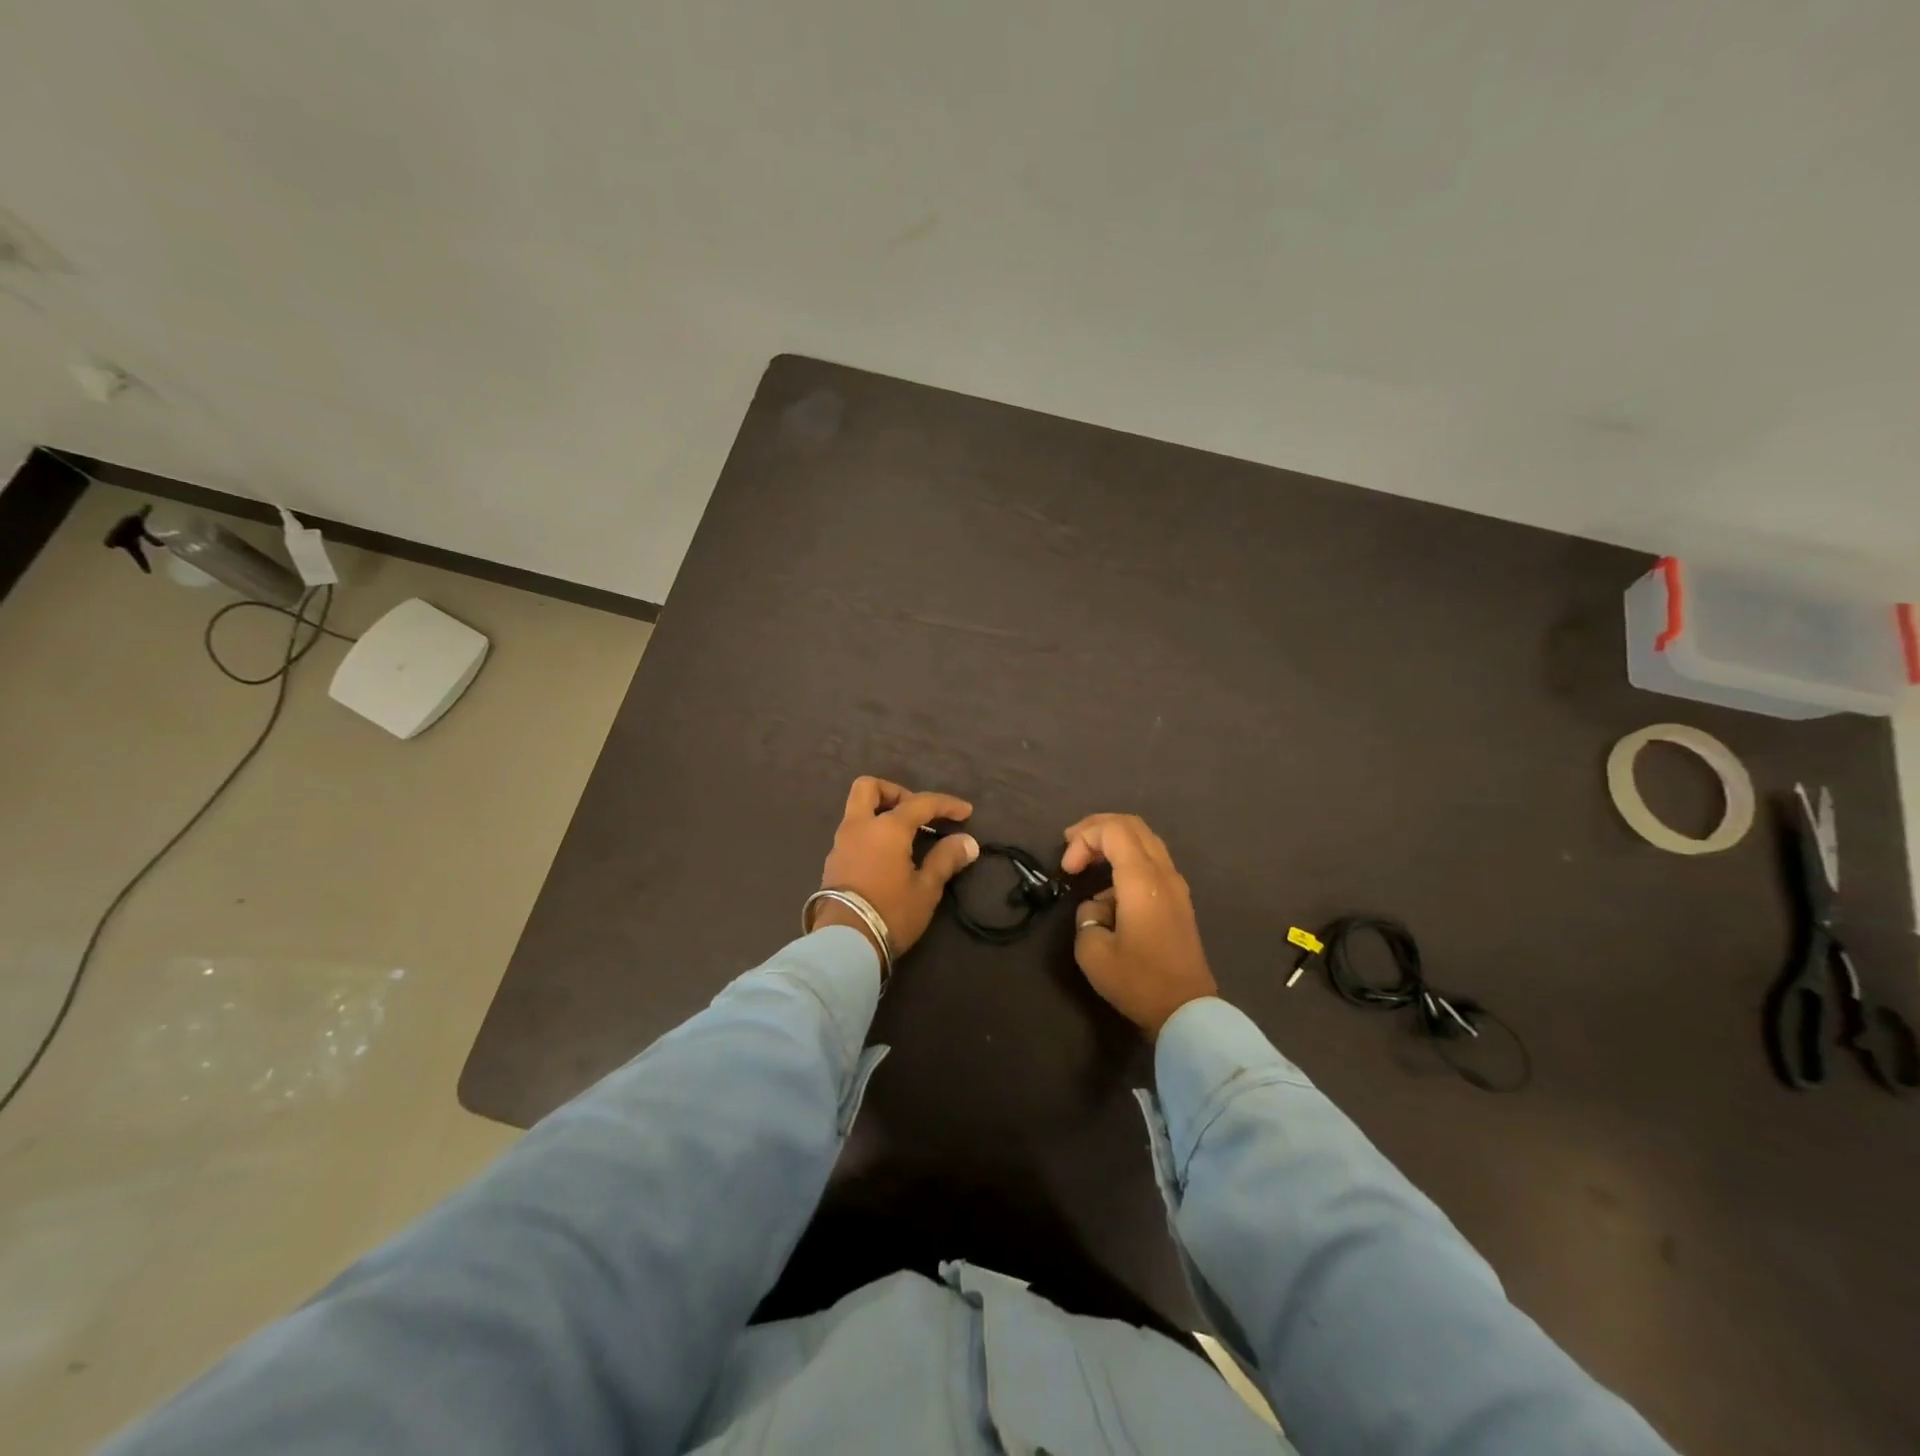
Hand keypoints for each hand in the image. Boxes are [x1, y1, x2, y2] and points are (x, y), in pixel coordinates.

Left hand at [816, 777, 979, 960]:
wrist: (844, 943)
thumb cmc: (891, 912)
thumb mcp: (926, 889)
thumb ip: (945, 860)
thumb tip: (967, 842)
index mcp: (887, 828)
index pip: (920, 803)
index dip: (945, 805)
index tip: (965, 812)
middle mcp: (860, 826)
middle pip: (869, 788)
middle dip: (895, 792)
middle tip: (917, 813)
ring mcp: (841, 843)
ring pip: (857, 811)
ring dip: (881, 814)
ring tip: (906, 838)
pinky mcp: (833, 863)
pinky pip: (853, 833)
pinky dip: (871, 834)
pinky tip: (887, 857)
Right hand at [1062, 813, 1217, 1037]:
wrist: (1186, 1011)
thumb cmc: (1138, 981)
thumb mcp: (1093, 951)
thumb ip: (1087, 914)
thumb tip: (1097, 906)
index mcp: (1142, 880)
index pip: (1113, 830)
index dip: (1084, 839)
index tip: (1068, 870)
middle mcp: (1163, 873)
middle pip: (1131, 825)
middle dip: (1096, 828)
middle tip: (1070, 844)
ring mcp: (1175, 885)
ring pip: (1144, 839)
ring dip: (1112, 841)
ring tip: (1086, 859)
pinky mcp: (1178, 899)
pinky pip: (1151, 860)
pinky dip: (1126, 857)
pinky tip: (1109, 885)